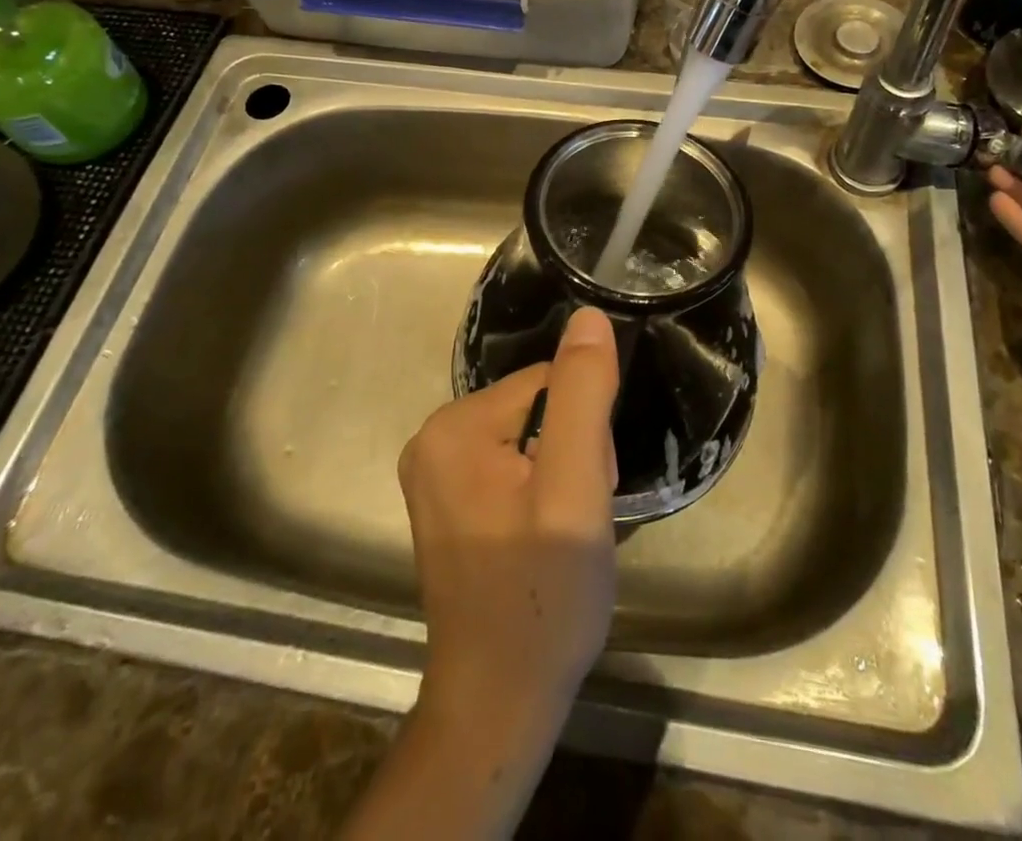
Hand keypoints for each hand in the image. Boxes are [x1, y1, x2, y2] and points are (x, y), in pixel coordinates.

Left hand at [398, 307, 619, 749]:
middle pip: (537, 408)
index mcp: (454, 426)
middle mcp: (432, 439)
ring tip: (563, 531)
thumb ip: (582, 396)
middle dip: (572, 451)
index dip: (584, 430)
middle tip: (577, 516)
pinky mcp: (448, 502)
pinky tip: (544, 535)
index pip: (547, 383)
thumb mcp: (575, 489)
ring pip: (530, 437)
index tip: (587, 487)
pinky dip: (540, 490)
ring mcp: (435, 473)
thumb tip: (588, 316)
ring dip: (561, 472)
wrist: (499, 704)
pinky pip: (512, 465)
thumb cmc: (543, 596)